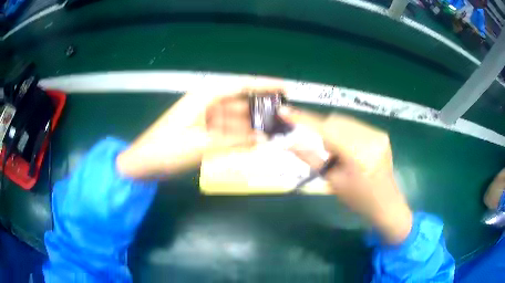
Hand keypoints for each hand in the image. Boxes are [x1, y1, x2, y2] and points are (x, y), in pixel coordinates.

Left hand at [116, 77, 279, 177]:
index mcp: (206, 96)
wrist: (145, 161)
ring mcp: (206, 117)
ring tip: (274, 132)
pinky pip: (228, 130)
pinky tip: (253, 142)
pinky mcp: (204, 130)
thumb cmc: (167, 148)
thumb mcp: (201, 143)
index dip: (265, 85)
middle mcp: (208, 102)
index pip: (242, 85)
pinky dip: (240, 135)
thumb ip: (234, 140)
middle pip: (241, 101)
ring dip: (252, 125)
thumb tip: (263, 139)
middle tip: (284, 117)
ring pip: (236, 117)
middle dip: (262, 109)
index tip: (285, 88)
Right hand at [279, 107, 411, 243]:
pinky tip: (352, 152)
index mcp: (357, 154)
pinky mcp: (381, 134)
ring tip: (341, 155)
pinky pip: (356, 126)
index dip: (303, 119)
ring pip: (345, 122)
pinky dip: (346, 134)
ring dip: (335, 133)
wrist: (386, 204)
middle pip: (335, 120)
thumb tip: (289, 143)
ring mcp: (378, 134)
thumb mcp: (333, 181)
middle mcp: (370, 138)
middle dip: (324, 131)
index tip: (284, 112)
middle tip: (327, 153)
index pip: (325, 129)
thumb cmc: (358, 199)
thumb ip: (311, 158)